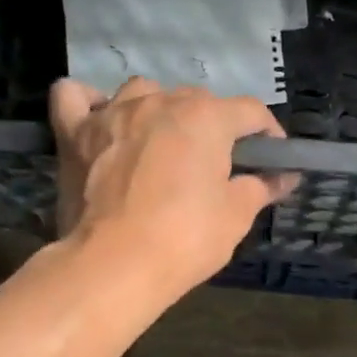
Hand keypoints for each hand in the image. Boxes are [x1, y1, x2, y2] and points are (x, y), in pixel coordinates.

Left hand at [49, 76, 295, 296]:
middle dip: (213, 127)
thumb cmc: (184, 239)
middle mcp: (159, 101)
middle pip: (196, 101)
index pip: (250, 112)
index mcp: (205, 117)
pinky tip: (100, 121)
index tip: (272, 160)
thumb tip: (283, 177)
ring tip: (161, 144)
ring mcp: (112, 113)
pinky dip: (89, 104)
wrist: (114, 265)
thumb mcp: (236, 216)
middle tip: (216, 168)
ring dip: (158, 111)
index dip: (267, 135)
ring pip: (142, 91)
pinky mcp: (74, 133)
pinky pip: (75, 98)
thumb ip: (261, 187)